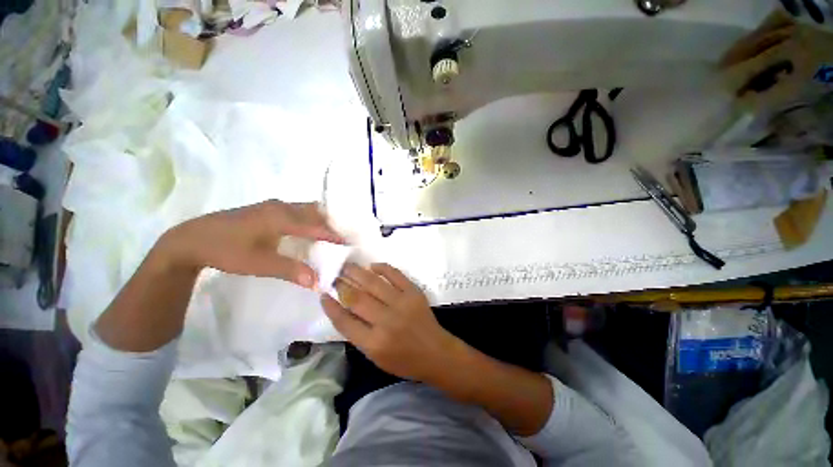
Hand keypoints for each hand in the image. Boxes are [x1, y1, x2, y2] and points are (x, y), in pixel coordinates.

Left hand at [158, 201, 343, 287]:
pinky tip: (306, 231)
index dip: (333, 235)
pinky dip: (308, 219)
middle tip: (338, 240)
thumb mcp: (259, 264)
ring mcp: (273, 206)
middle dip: (329, 224)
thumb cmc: (226, 250)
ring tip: (326, 236)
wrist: (192, 239)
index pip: (315, 226)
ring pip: (305, 209)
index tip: (347, 244)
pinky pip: (296, 210)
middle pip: (314, 212)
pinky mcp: (266, 209)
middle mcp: (280, 207)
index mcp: (281, 218)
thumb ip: (290, 270)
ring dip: (318, 220)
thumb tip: (317, 282)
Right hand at [321, 263, 461, 382]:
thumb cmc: (404, 360)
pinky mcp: (414, 292)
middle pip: (357, 298)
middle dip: (342, 285)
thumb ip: (358, 335)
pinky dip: (382, 268)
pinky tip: (372, 266)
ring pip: (373, 283)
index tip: (323, 295)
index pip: (344, 321)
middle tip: (333, 276)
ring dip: (357, 272)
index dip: (331, 307)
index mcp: (374, 342)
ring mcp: (402, 303)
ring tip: (346, 266)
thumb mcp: (375, 357)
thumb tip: (343, 309)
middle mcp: (386, 321)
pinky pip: (395, 275)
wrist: (435, 352)